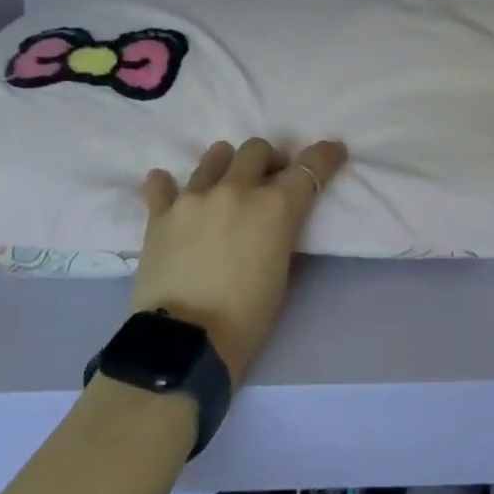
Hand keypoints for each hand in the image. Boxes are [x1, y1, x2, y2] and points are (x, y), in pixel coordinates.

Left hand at [131, 138, 347, 381]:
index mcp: (275, 206)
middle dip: (268, 160)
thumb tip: (273, 219)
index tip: (333, 152)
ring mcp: (194, 197)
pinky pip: (161, 186)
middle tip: (267, 180)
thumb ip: (280, 231)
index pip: (310, 166)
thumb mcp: (282, 271)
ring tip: (223, 185)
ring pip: (214, 157)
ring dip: (224, 165)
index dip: (325, 156)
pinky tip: (168, 190)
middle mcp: (236, 189)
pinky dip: (166, 186)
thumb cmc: (247, 317)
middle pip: (257, 149)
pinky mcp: (161, 214)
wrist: (186, 343)